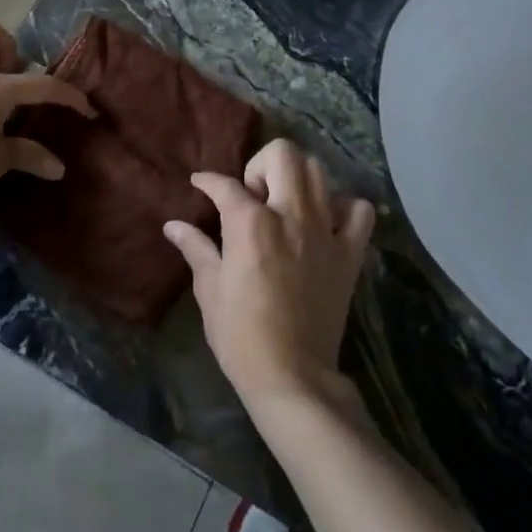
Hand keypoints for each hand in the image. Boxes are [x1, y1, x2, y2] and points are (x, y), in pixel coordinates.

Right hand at [165, 139, 375, 409]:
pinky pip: (359, 211)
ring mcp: (325, 231)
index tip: (201, 183)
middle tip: (252, 196)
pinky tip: (325, 223)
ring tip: (284, 205)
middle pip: (283, 154)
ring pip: (318, 172)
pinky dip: (343, 208)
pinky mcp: (349, 253)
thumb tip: (173, 225)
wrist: (292, 376)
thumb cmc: (241, 335)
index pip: (226, 185)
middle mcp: (290, 215)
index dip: (208, 180)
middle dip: (260, 165)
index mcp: (251, 223)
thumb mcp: (210, 290)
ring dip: (297, 179)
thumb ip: (196, 248)